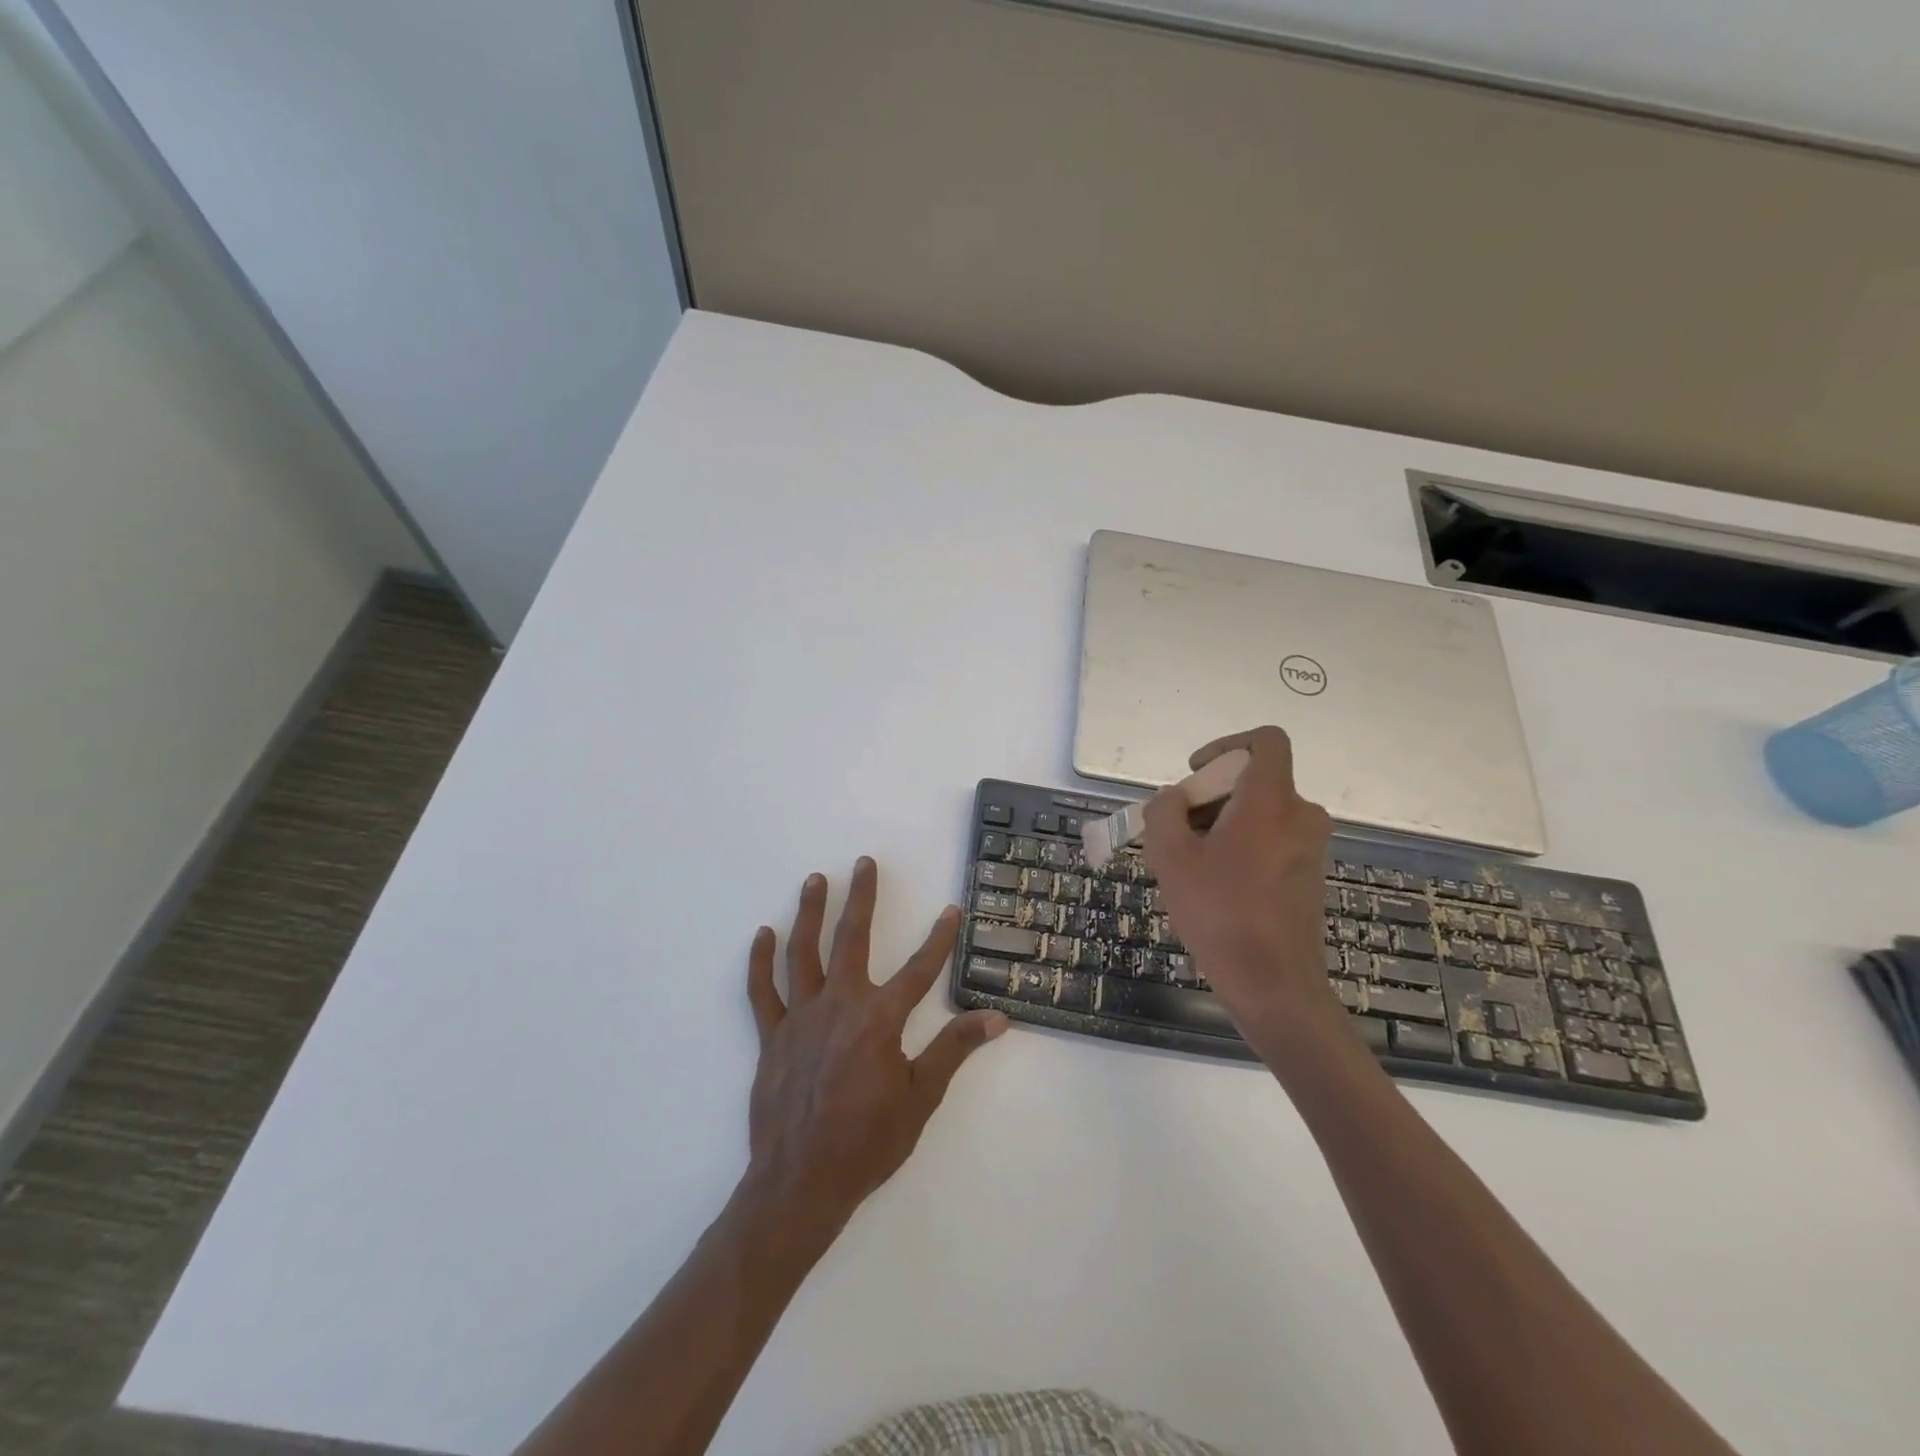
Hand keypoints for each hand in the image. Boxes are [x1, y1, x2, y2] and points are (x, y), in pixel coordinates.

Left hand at [739, 858, 1007, 1249]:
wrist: (801, 1184)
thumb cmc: (868, 1143)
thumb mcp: (921, 1099)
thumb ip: (954, 1049)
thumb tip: (997, 1017)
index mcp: (879, 1019)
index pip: (919, 969)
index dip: (939, 938)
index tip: (951, 910)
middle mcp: (839, 1005)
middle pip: (852, 939)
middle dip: (862, 898)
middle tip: (865, 863)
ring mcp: (800, 1018)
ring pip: (803, 952)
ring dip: (810, 913)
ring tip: (816, 880)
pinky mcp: (770, 1037)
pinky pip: (761, 991)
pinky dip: (760, 961)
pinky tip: (763, 934)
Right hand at [1142, 726, 1333, 1020]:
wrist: (1274, 985)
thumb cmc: (1220, 913)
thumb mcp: (1171, 857)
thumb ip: (1164, 812)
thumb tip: (1175, 799)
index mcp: (1271, 801)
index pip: (1266, 741)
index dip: (1227, 745)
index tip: (1196, 775)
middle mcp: (1300, 815)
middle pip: (1253, 781)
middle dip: (1210, 797)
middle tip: (1177, 833)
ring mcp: (1310, 846)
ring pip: (1259, 813)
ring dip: (1221, 825)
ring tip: (1189, 866)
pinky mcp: (1309, 874)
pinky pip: (1270, 839)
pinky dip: (1240, 846)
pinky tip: (1215, 887)